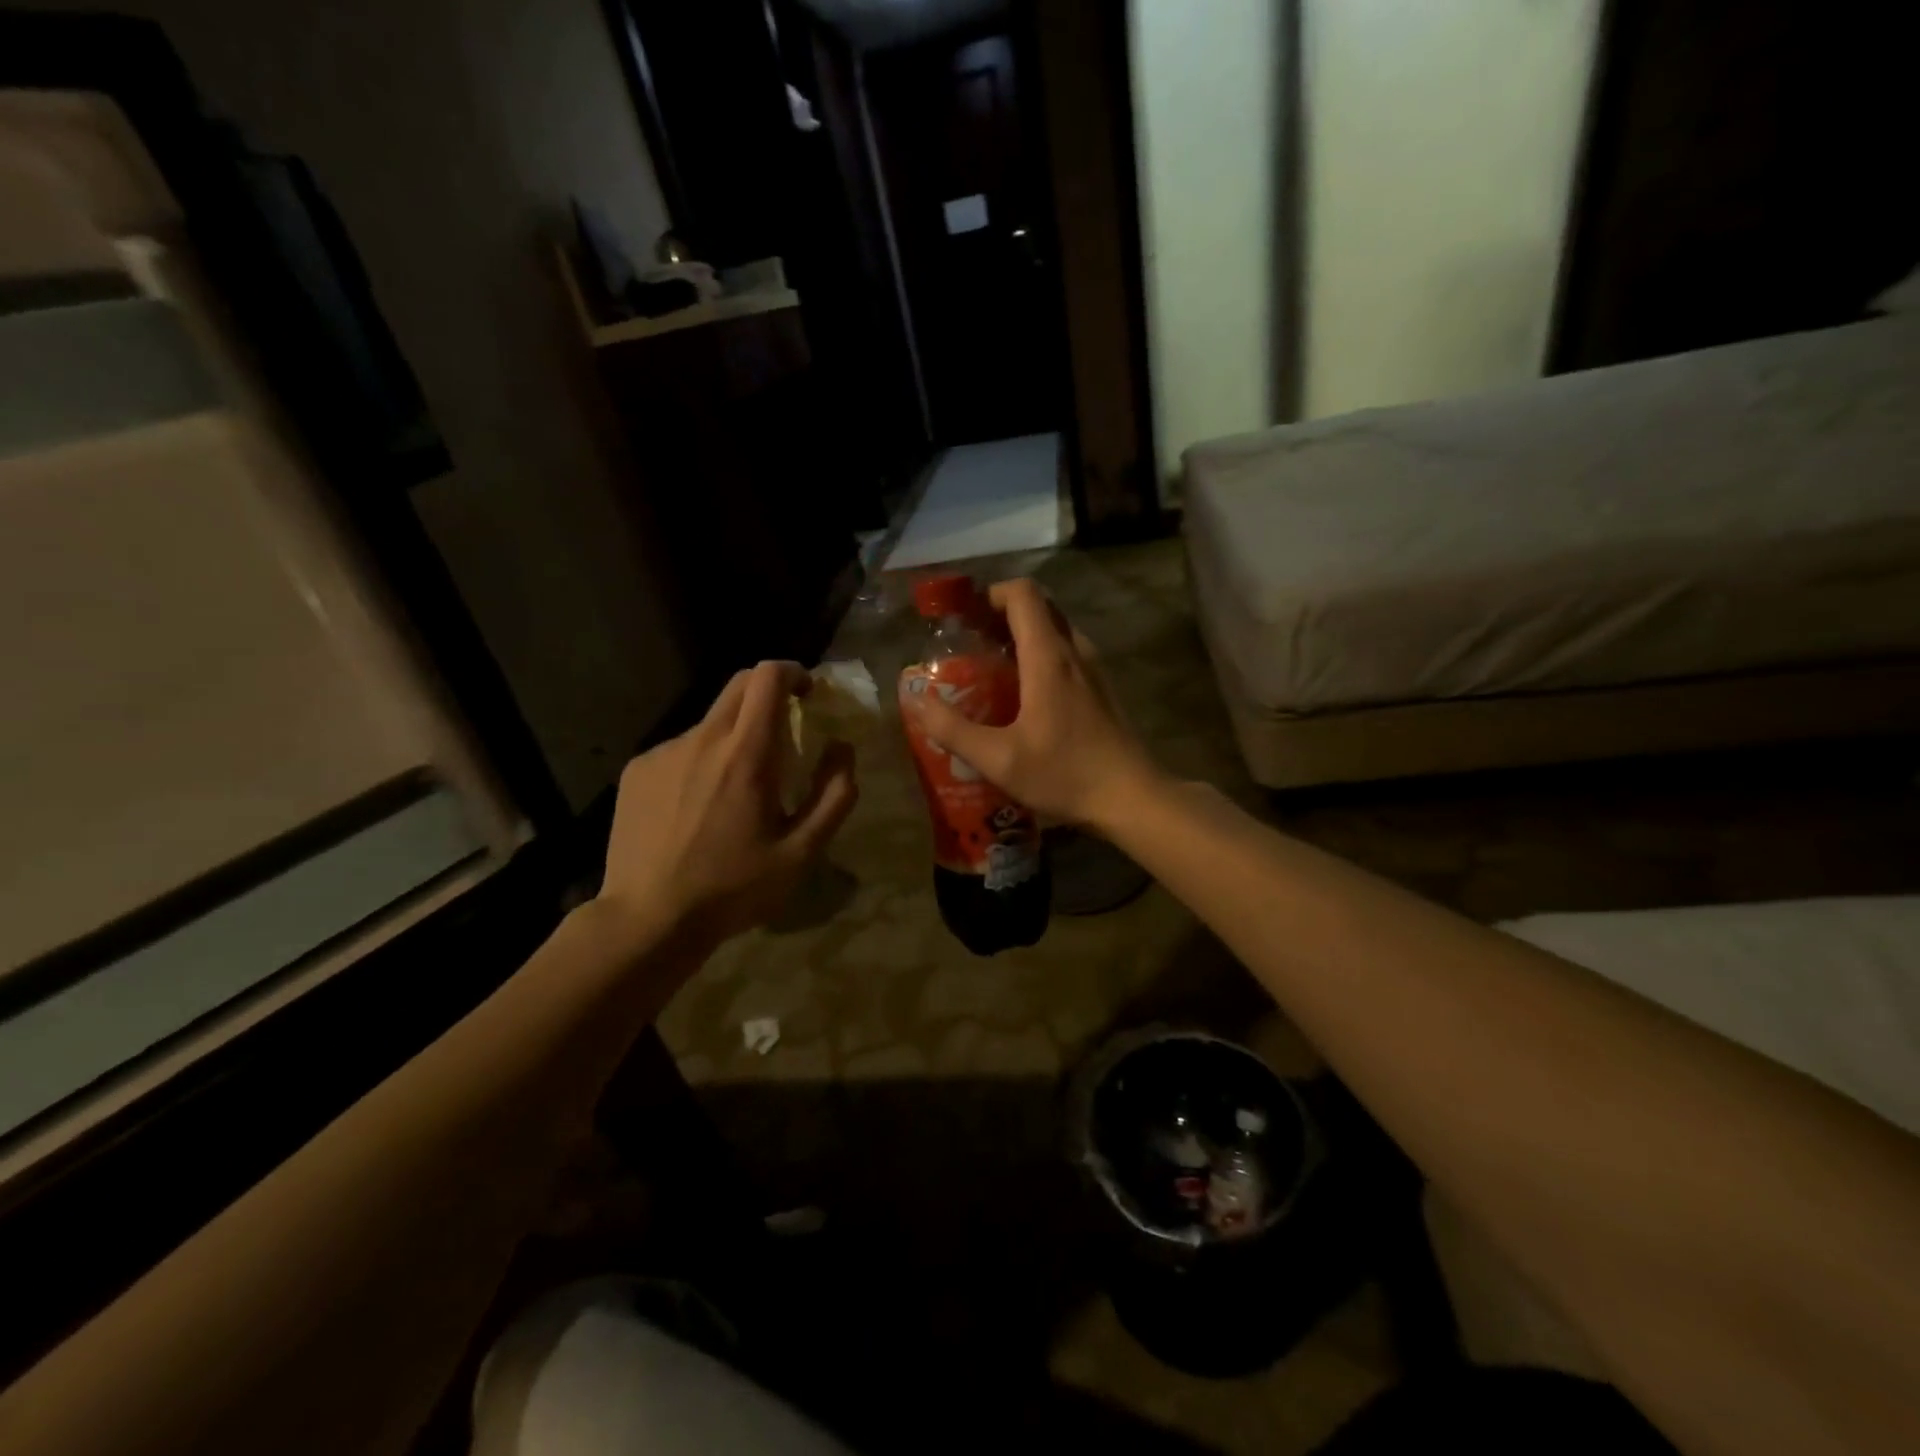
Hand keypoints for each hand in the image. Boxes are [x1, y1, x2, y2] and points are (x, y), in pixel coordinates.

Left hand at [596, 661, 857, 958]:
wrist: (649, 919)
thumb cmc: (734, 887)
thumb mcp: (802, 852)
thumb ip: (834, 794)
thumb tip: (842, 747)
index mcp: (746, 754)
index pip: (767, 677)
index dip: (793, 672)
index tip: (808, 694)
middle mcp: (702, 739)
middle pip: (738, 687)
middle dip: (768, 695)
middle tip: (783, 732)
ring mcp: (663, 753)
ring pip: (709, 723)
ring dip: (733, 738)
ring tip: (735, 792)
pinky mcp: (637, 771)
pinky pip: (680, 750)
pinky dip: (700, 762)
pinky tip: (696, 809)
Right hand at [905, 578, 1161, 832]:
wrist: (1133, 798)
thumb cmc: (1066, 774)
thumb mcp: (998, 759)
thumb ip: (953, 729)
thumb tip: (918, 700)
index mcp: (1049, 657)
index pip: (1022, 594)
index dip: (989, 595)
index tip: (963, 618)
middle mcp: (1075, 651)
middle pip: (1038, 607)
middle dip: (1000, 615)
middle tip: (969, 643)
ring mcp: (1094, 669)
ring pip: (1054, 630)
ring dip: (1021, 636)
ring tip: (990, 668)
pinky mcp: (1102, 689)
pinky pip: (1066, 653)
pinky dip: (1040, 656)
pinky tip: (1023, 695)